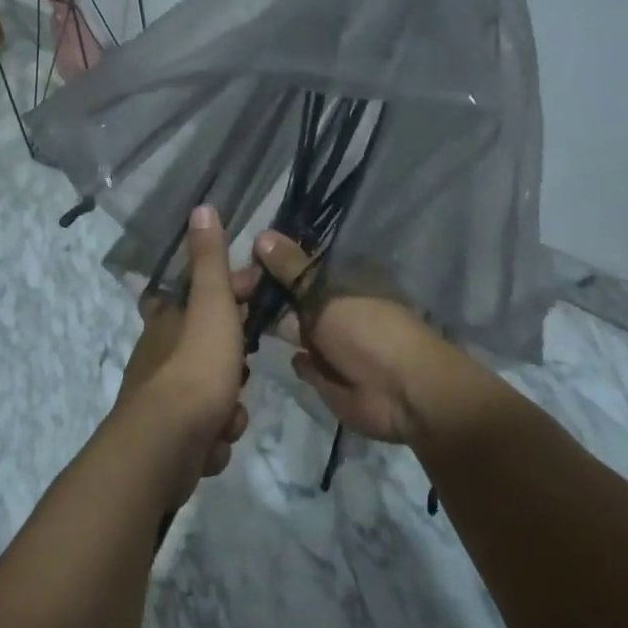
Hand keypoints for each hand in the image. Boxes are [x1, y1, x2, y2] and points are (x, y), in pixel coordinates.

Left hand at [117, 206, 250, 496]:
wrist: (166, 446)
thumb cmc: (195, 366)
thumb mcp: (210, 304)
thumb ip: (209, 260)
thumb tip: (201, 206)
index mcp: (167, 319)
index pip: (198, 293)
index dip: (230, 292)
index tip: (256, 298)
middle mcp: (159, 354)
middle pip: (207, 347)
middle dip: (233, 363)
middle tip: (244, 372)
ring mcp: (161, 398)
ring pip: (211, 393)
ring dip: (227, 407)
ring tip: (228, 414)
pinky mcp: (169, 438)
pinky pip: (205, 430)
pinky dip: (215, 436)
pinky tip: (215, 440)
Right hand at [248, 230, 479, 445]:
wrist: (401, 393)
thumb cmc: (366, 330)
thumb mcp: (324, 292)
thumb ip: (291, 268)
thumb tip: (262, 234)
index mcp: (340, 280)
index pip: (297, 264)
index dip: (269, 263)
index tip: (237, 264)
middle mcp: (332, 307)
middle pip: (291, 296)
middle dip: (262, 294)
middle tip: (226, 293)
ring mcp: (329, 342)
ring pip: (291, 328)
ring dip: (269, 325)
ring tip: (232, 319)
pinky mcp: (324, 375)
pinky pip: (299, 362)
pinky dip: (289, 358)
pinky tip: (264, 352)